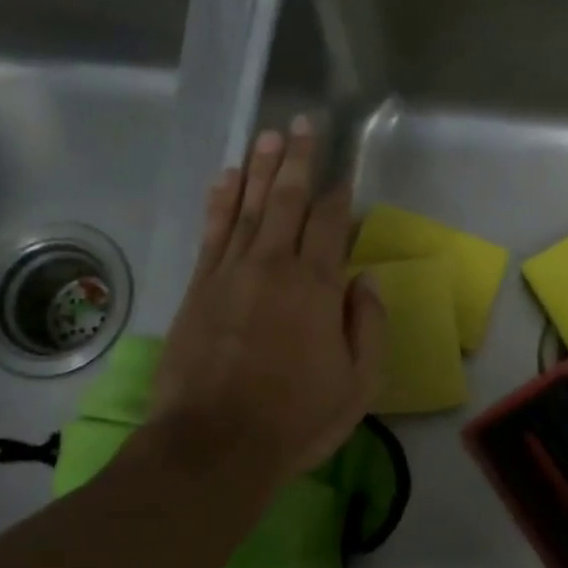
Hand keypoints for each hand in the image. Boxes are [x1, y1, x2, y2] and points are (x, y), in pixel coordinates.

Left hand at [147, 118, 385, 486]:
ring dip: (260, 168)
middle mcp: (274, 267)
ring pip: (248, 206)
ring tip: (269, 135)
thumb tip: (364, 281)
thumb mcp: (358, 384)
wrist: (215, 444)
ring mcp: (231, 274)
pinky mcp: (198, 288)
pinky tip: (226, 177)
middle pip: (287, 201)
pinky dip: (220, 200)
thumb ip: (368, 326)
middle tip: (304, 123)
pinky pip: (212, 232)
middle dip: (299, 160)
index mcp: (318, 288)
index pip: (332, 225)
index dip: (340, 193)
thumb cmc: (296, 419)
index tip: (345, 169)